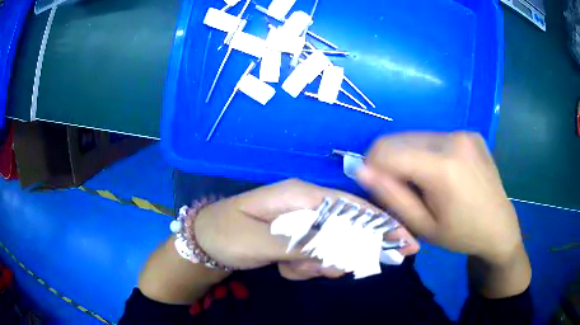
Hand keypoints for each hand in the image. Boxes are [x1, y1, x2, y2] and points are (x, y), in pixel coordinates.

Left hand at [194, 179, 419, 275]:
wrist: (205, 240)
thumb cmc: (226, 233)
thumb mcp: (259, 241)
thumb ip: (300, 245)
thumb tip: (339, 251)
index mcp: (300, 195)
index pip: (352, 208)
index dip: (382, 225)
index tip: (406, 245)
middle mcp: (307, 205)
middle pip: (347, 230)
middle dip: (340, 255)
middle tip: (321, 270)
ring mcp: (303, 222)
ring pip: (332, 248)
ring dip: (317, 264)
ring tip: (288, 267)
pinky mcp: (298, 237)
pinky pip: (316, 255)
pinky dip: (305, 267)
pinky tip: (284, 267)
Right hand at [357, 132, 522, 264]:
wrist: (499, 226)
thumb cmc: (461, 234)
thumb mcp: (422, 225)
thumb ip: (391, 196)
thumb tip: (361, 170)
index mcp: (442, 167)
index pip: (386, 150)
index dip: (372, 167)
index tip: (378, 189)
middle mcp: (452, 139)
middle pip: (398, 140)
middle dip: (390, 163)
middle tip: (403, 191)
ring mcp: (463, 133)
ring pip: (415, 137)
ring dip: (409, 158)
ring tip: (425, 184)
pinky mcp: (470, 133)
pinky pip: (434, 138)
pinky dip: (427, 154)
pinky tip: (443, 174)